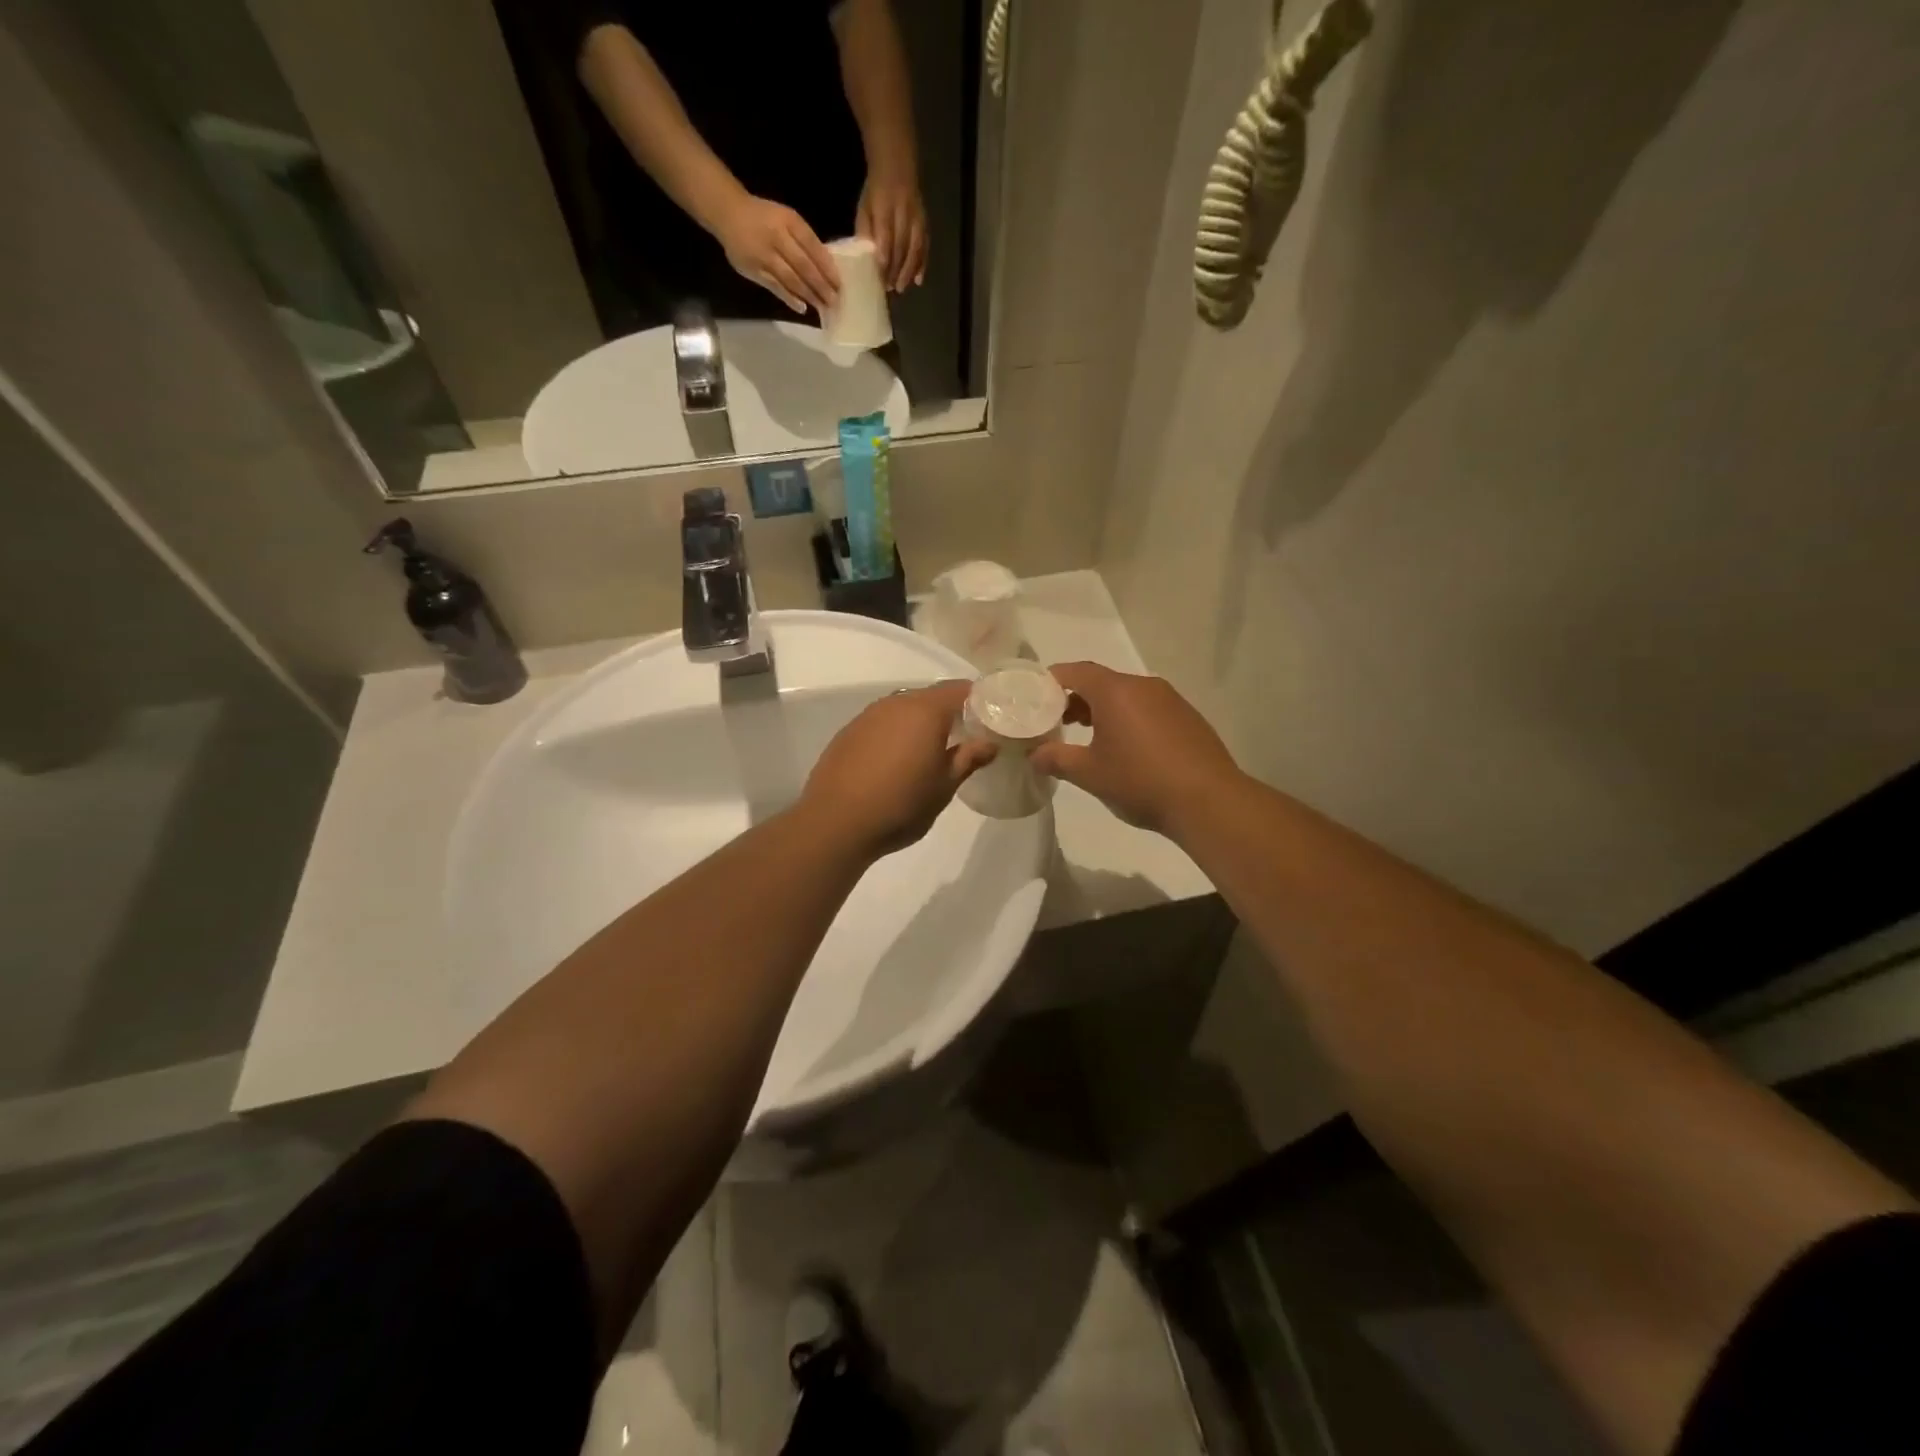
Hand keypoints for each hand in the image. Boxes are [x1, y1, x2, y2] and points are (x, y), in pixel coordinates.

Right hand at [714, 196, 840, 314]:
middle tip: (835, 301)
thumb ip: (804, 240)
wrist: (728, 213)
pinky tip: (802, 307)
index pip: (813, 247)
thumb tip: (827, 267)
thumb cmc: (764, 217)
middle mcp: (777, 237)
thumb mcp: (786, 219)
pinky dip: (790, 298)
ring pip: (791, 279)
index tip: (840, 284)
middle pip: (804, 266)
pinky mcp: (754, 270)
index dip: (828, 267)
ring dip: (809, 295)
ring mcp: (764, 255)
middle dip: (822, 285)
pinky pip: (775, 287)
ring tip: (822, 307)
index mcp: (789, 221)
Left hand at [800, 681, 994, 858]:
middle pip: (932, 696)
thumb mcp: (944, 787)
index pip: (961, 689)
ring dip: (921, 723)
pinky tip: (896, 760)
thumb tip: (989, 743)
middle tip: (966, 738)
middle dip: (951, 712)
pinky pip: (882, 723)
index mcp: (926, 711)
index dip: (980, 701)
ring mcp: (868, 715)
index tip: (991, 720)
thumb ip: (969, 759)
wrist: (835, 823)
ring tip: (931, 751)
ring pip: (905, 709)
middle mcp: (896, 703)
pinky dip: (896, 733)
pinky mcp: (848, 732)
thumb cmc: (901, 805)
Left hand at [856, 171, 926, 291]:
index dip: (884, 255)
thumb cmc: (876, 191)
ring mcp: (916, 217)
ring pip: (915, 247)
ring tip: (901, 288)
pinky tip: (919, 280)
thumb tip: (865, 255)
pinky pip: (925, 245)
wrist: (897, 165)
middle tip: (889, 288)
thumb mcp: (865, 205)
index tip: (880, 275)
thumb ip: (865, 229)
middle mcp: (903, 212)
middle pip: (901, 245)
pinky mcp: (925, 222)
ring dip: (909, 270)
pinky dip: (922, 264)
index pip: (885, 234)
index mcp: (885, 205)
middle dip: (895, 268)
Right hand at [1028, 663, 1243, 838]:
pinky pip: (1148, 708)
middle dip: (1076, 698)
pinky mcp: (1188, 717)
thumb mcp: (1089, 774)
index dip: (1052, 680)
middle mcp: (1143, 686)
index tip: (1036, 697)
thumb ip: (1056, 759)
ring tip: (1090, 738)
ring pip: (1127, 695)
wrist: (1209, 801)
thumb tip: (1034, 755)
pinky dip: (1129, 719)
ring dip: (1104, 710)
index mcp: (1115, 691)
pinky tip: (1128, 749)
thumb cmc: (1140, 781)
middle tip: (1058, 722)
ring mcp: (1170, 700)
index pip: (1075, 671)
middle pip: (1101, 681)